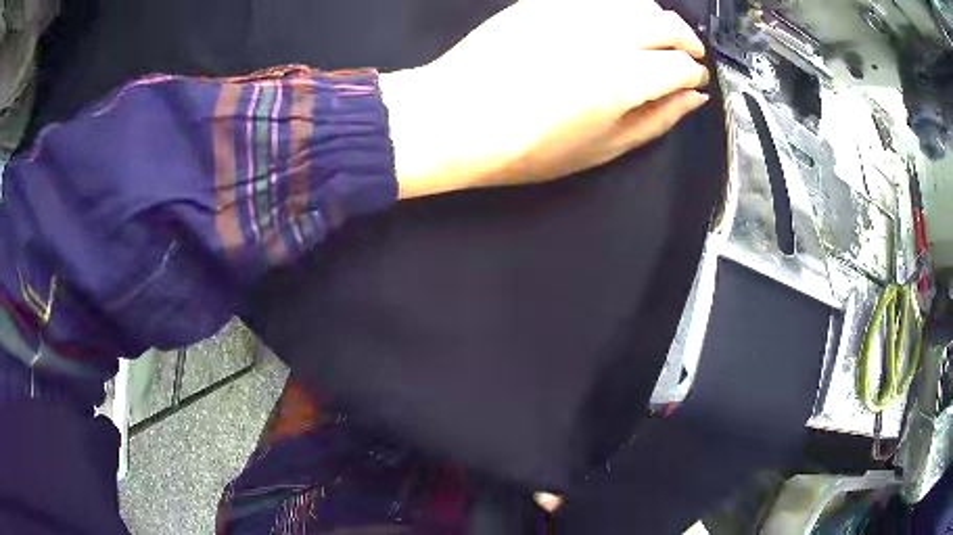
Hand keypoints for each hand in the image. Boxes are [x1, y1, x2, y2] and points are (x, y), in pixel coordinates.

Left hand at [381, 0, 710, 198]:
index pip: (682, 65)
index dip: (694, 74)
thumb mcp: (602, 148)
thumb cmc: (527, 147)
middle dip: (686, 40)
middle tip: (685, 57)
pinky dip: (619, 6)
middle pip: (667, 23)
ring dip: (656, 17)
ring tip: (654, 37)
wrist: (456, 117)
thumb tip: (692, 99)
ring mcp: (573, 12)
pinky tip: (615, 22)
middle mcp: (605, 35)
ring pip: (636, 0)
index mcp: (625, 78)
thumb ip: (655, 120)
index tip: (693, 81)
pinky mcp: (544, 2)